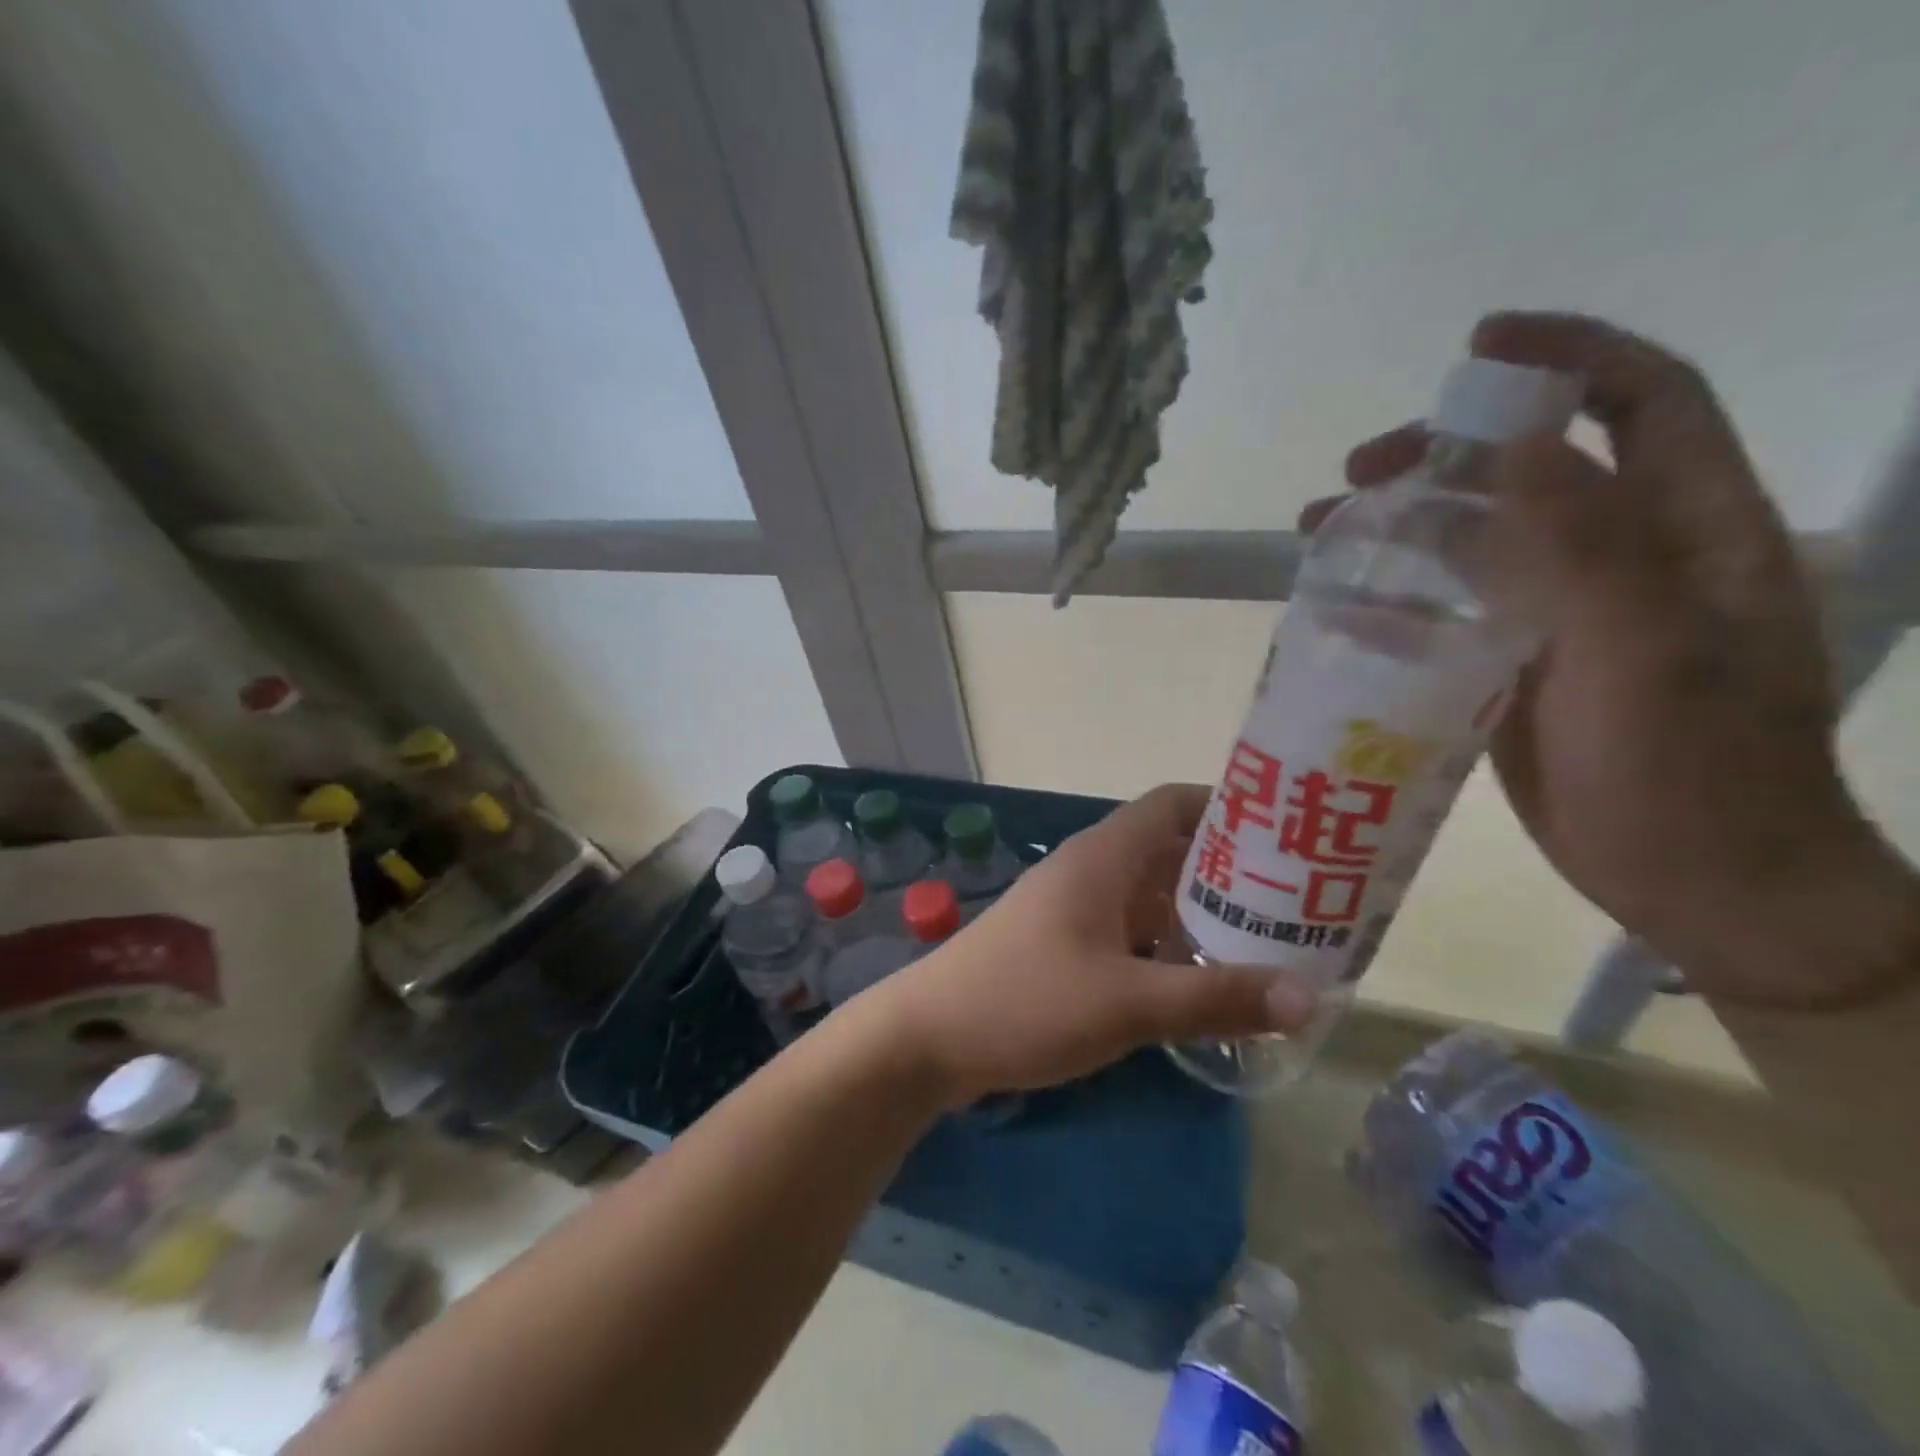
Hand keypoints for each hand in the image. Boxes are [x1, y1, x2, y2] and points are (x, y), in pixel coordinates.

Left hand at [849, 784, 1318, 1107]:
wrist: (928, 1037)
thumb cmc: (1026, 1001)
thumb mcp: (1128, 1003)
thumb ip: (1216, 997)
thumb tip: (1310, 997)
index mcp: (1103, 857)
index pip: (1173, 804)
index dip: (1229, 809)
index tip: (1288, 835)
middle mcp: (1089, 871)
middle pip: (1169, 850)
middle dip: (1229, 871)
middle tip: (1297, 899)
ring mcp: (1072, 908)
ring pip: (1149, 895)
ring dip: (1199, 913)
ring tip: (1267, 942)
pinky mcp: (1061, 945)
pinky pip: (1128, 930)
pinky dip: (1166, 944)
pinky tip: (1200, 981)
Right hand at [1313, 311, 1919, 1008]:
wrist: (1696, 882)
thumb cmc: (1691, 773)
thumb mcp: (1645, 656)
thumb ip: (1587, 548)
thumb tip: (1515, 446)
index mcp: (1691, 531)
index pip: (1642, 401)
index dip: (1566, 356)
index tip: (1475, 347)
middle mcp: (1628, 558)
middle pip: (1533, 470)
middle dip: (1444, 454)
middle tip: (1357, 473)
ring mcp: (1567, 614)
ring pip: (1478, 541)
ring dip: (1403, 526)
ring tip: (1321, 531)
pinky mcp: (1518, 664)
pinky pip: (1453, 609)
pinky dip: (1398, 597)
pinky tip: (1344, 608)